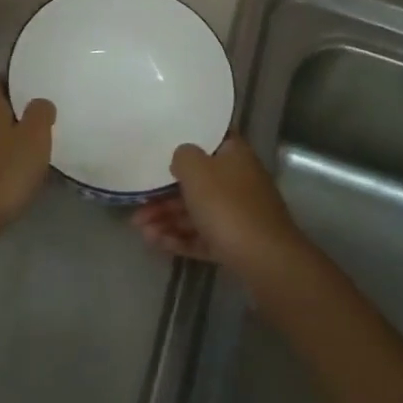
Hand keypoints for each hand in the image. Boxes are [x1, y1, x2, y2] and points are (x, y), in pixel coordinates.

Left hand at [0, 76, 54, 242]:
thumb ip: (40, 113)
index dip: (10, 80)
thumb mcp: (35, 138)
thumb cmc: (5, 173)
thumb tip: (40, 102)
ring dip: (3, 138)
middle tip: (36, 122)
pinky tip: (11, 176)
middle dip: (11, 112)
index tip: (29, 87)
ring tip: (27, 151)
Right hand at [132, 136, 307, 280]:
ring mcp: (239, 214)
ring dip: (167, 218)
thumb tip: (182, 157)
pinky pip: (203, 236)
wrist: (265, 262)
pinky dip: (180, 238)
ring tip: (140, 230)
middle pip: (198, 181)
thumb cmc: (228, 206)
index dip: (187, 141)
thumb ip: (183, 156)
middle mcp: (239, 180)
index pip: (211, 140)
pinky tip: (156, 244)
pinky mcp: (235, 244)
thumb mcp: (197, 171)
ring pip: (197, 211)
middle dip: (165, 194)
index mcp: (235, 155)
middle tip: (138, 204)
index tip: (161, 147)